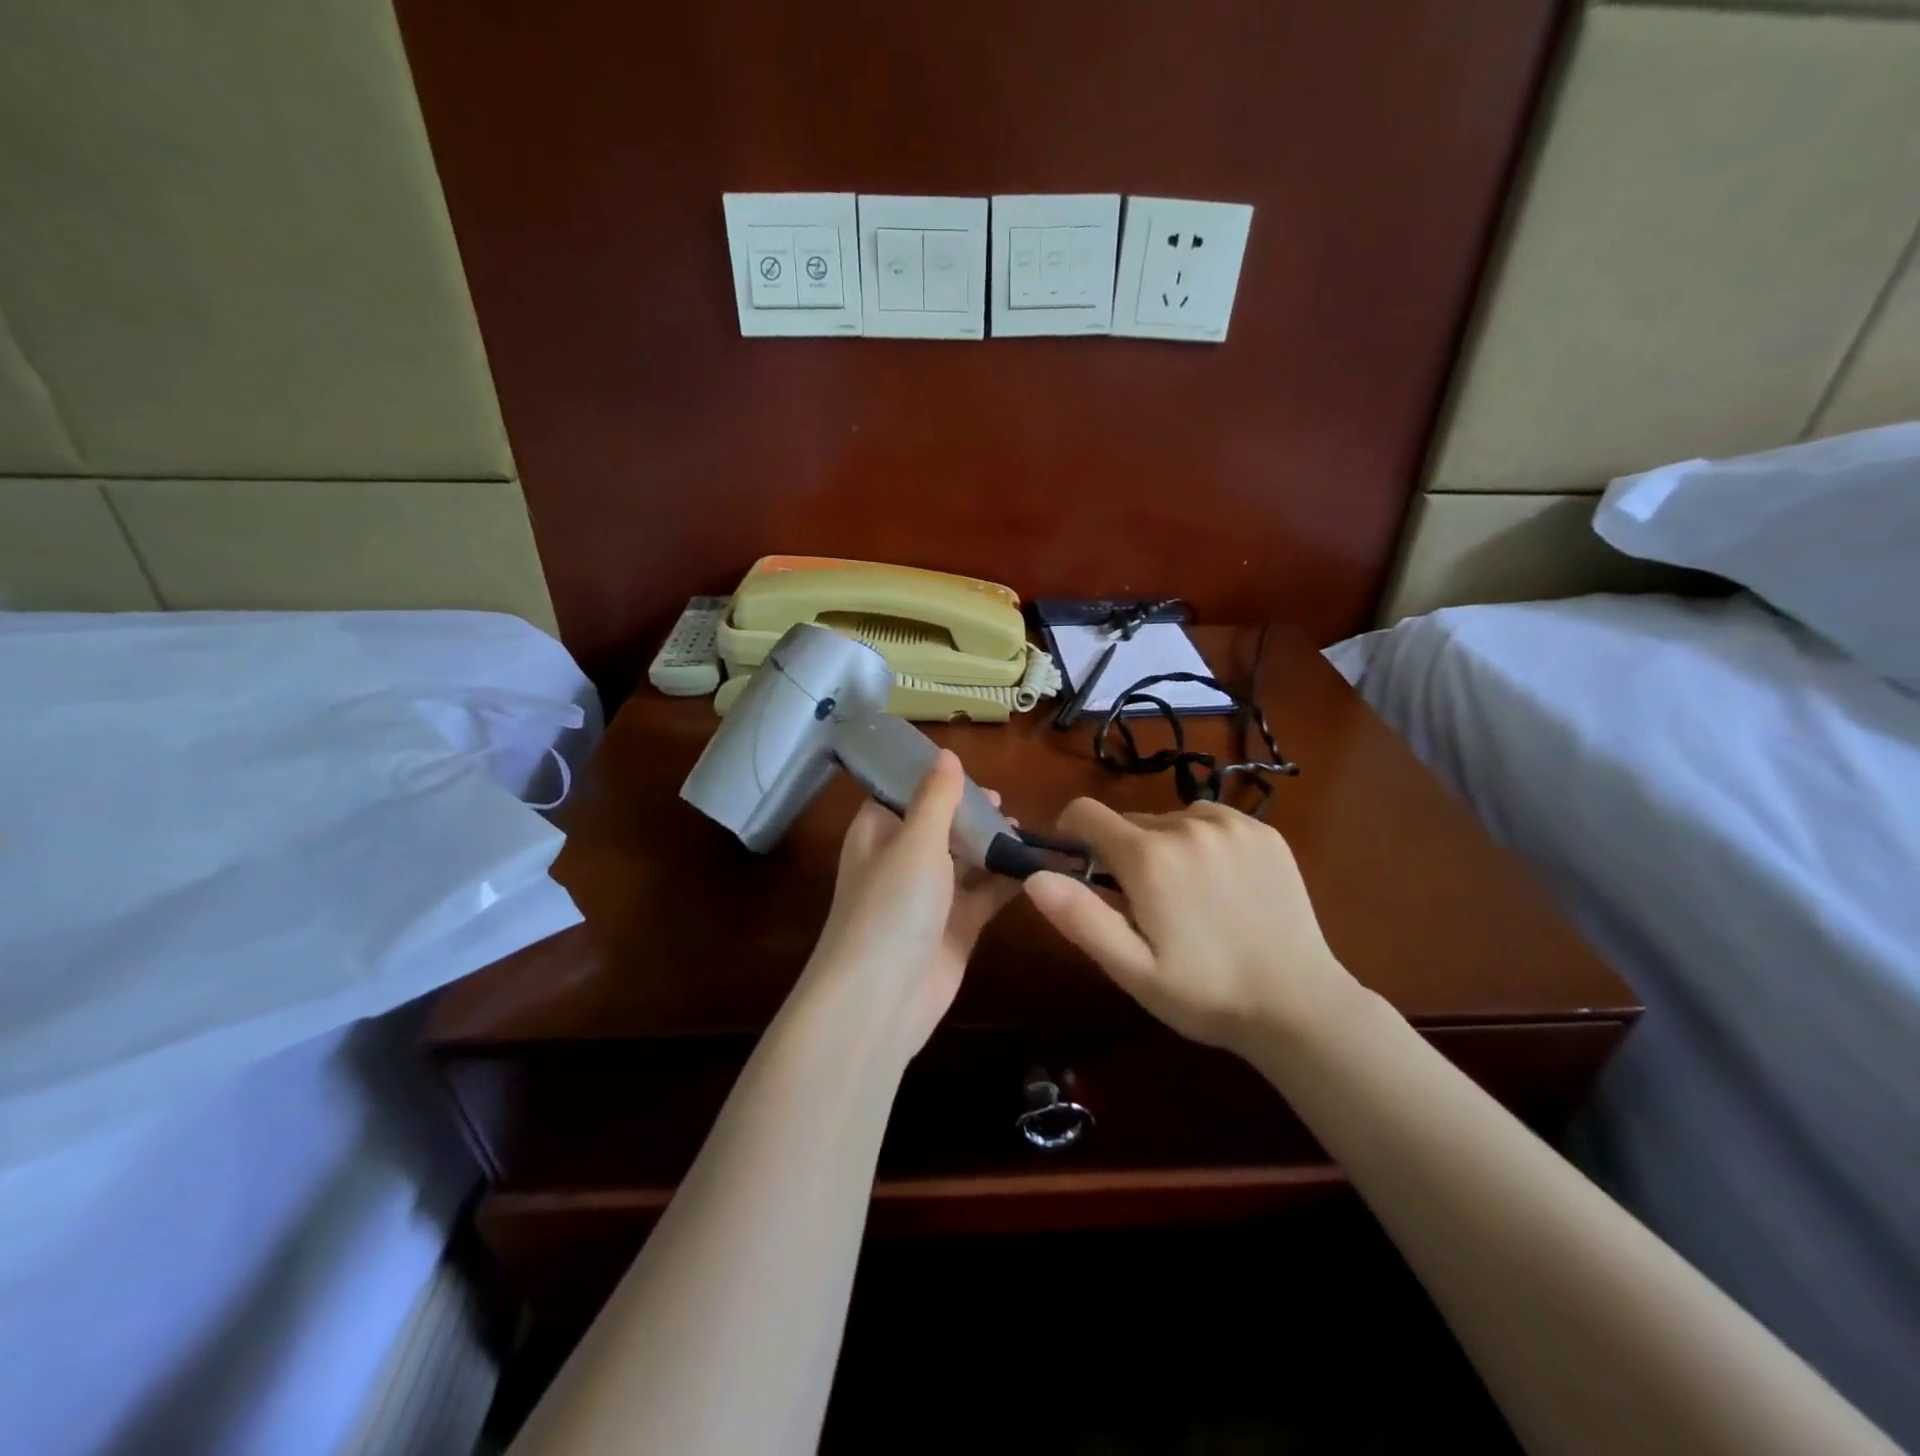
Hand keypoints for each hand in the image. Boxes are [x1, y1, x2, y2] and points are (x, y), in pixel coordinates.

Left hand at [801, 751, 1020, 1058]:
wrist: (882, 1001)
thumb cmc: (892, 907)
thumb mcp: (916, 842)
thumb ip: (936, 798)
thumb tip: (946, 753)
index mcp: (878, 833)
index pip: (902, 793)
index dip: (933, 779)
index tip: (969, 768)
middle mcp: (902, 860)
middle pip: (940, 825)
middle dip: (971, 812)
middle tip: (1005, 802)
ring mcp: (930, 896)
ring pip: (965, 858)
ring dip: (992, 844)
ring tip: (1026, 829)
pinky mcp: (956, 927)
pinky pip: (985, 894)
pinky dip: (1007, 880)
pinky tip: (1036, 864)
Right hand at [1024, 800, 1359, 1057]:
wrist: (1300, 1005)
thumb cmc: (1204, 994)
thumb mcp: (1132, 969)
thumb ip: (1079, 917)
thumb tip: (1033, 875)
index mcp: (1148, 857)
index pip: (1085, 813)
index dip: (1071, 835)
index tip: (1079, 865)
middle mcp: (1187, 824)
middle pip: (1129, 821)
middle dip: (1123, 853)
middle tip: (1143, 905)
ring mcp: (1231, 824)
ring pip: (1171, 819)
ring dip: (1164, 845)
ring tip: (1187, 896)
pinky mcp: (1264, 831)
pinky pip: (1212, 820)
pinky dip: (1203, 841)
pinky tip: (1222, 884)